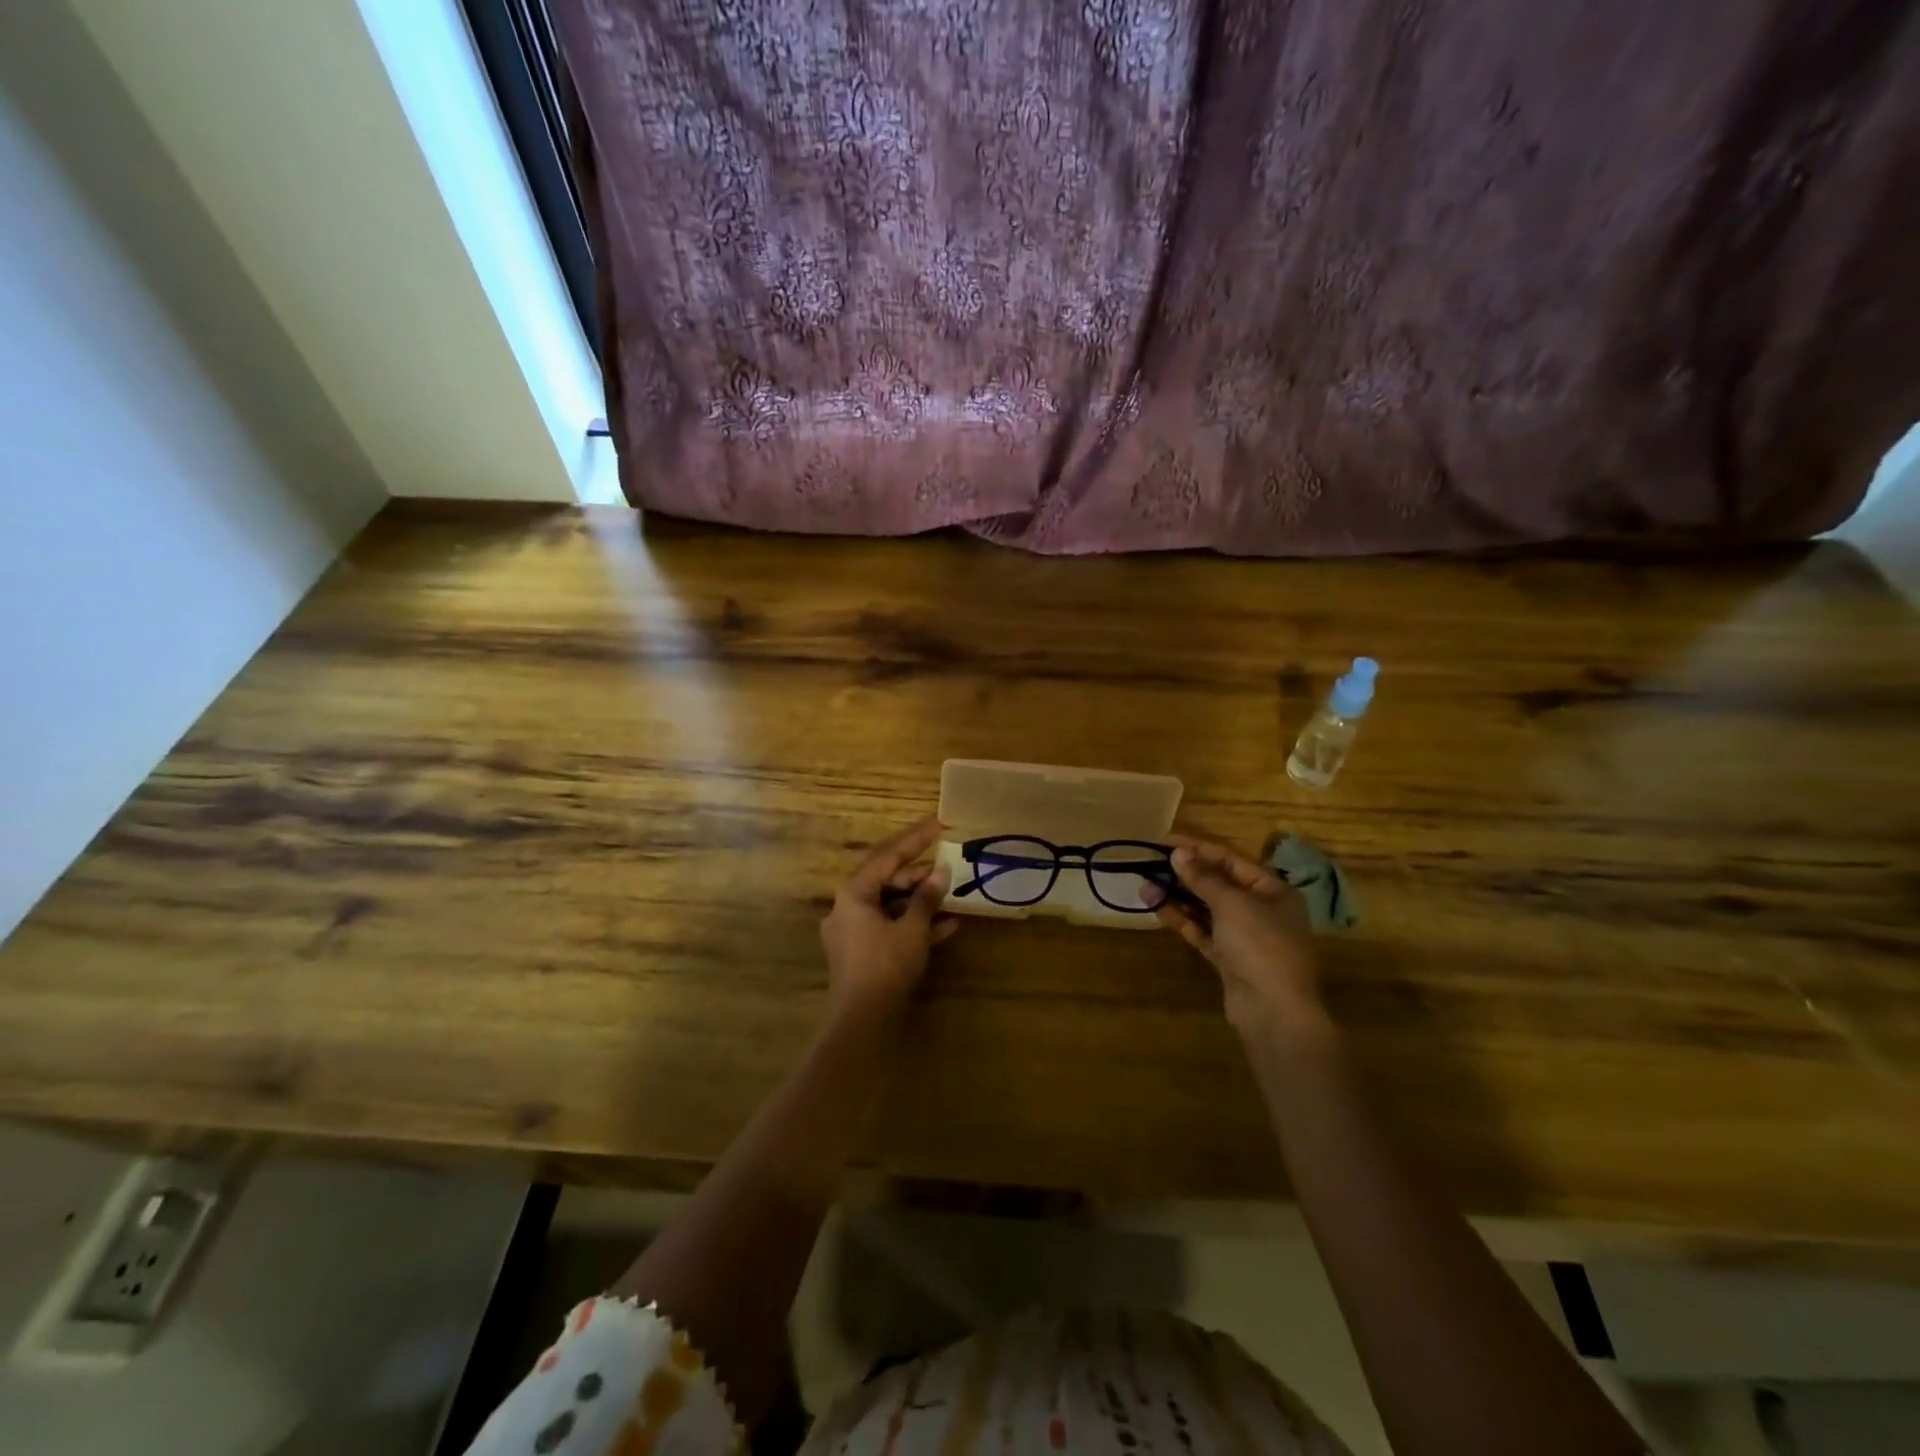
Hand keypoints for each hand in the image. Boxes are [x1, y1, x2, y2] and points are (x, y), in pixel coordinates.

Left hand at [819, 815, 956, 1019]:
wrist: (861, 1020)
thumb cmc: (885, 965)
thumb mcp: (912, 928)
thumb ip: (927, 897)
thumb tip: (942, 872)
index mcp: (854, 893)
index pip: (888, 857)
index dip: (915, 840)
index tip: (937, 825)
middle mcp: (848, 907)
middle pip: (888, 881)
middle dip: (920, 876)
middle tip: (948, 869)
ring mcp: (853, 932)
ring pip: (891, 906)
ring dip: (921, 902)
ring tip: (951, 896)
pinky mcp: (862, 954)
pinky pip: (890, 929)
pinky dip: (913, 925)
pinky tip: (946, 927)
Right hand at [1149, 833, 1321, 1033]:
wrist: (1274, 1012)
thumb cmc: (1260, 945)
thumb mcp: (1232, 904)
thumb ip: (1203, 878)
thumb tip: (1178, 853)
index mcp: (1273, 890)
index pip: (1231, 860)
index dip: (1198, 848)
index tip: (1165, 840)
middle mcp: (1262, 910)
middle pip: (1218, 884)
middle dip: (1184, 874)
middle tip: (1151, 864)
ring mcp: (1245, 937)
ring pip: (1206, 909)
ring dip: (1178, 897)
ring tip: (1145, 887)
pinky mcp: (1229, 959)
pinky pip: (1203, 931)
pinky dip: (1182, 920)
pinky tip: (1158, 909)